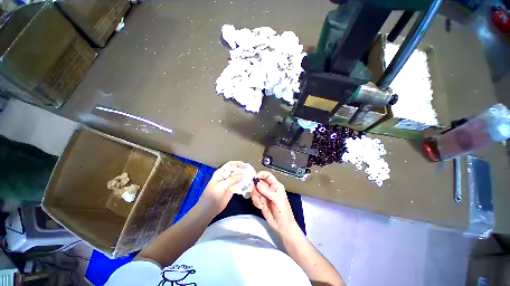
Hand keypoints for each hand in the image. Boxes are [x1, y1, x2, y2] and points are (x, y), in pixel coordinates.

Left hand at [198, 161, 246, 214]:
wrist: (208, 209)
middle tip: (251, 171)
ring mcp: (229, 183)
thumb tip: (243, 174)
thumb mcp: (221, 186)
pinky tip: (249, 184)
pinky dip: (243, 184)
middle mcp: (225, 176)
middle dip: (242, 170)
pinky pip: (239, 185)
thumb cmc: (212, 195)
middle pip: (235, 170)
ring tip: (251, 177)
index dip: (238, 164)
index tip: (246, 166)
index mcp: (221, 173)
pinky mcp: (232, 190)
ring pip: (238, 178)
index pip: (230, 165)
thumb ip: (232, 179)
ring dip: (244, 177)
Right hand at [251, 171, 297, 234]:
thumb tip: (257, 183)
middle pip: (259, 182)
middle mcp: (269, 188)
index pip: (268, 175)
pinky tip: (259, 206)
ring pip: (255, 189)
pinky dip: (255, 201)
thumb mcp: (277, 199)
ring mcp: (264, 195)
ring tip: (259, 202)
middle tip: (253, 191)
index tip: (254, 177)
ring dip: (255, 195)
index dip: (261, 174)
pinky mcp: (260, 201)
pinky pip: (254, 197)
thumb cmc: (283, 211)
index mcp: (276, 185)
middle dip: (255, 186)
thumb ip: (267, 191)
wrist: (281, 226)